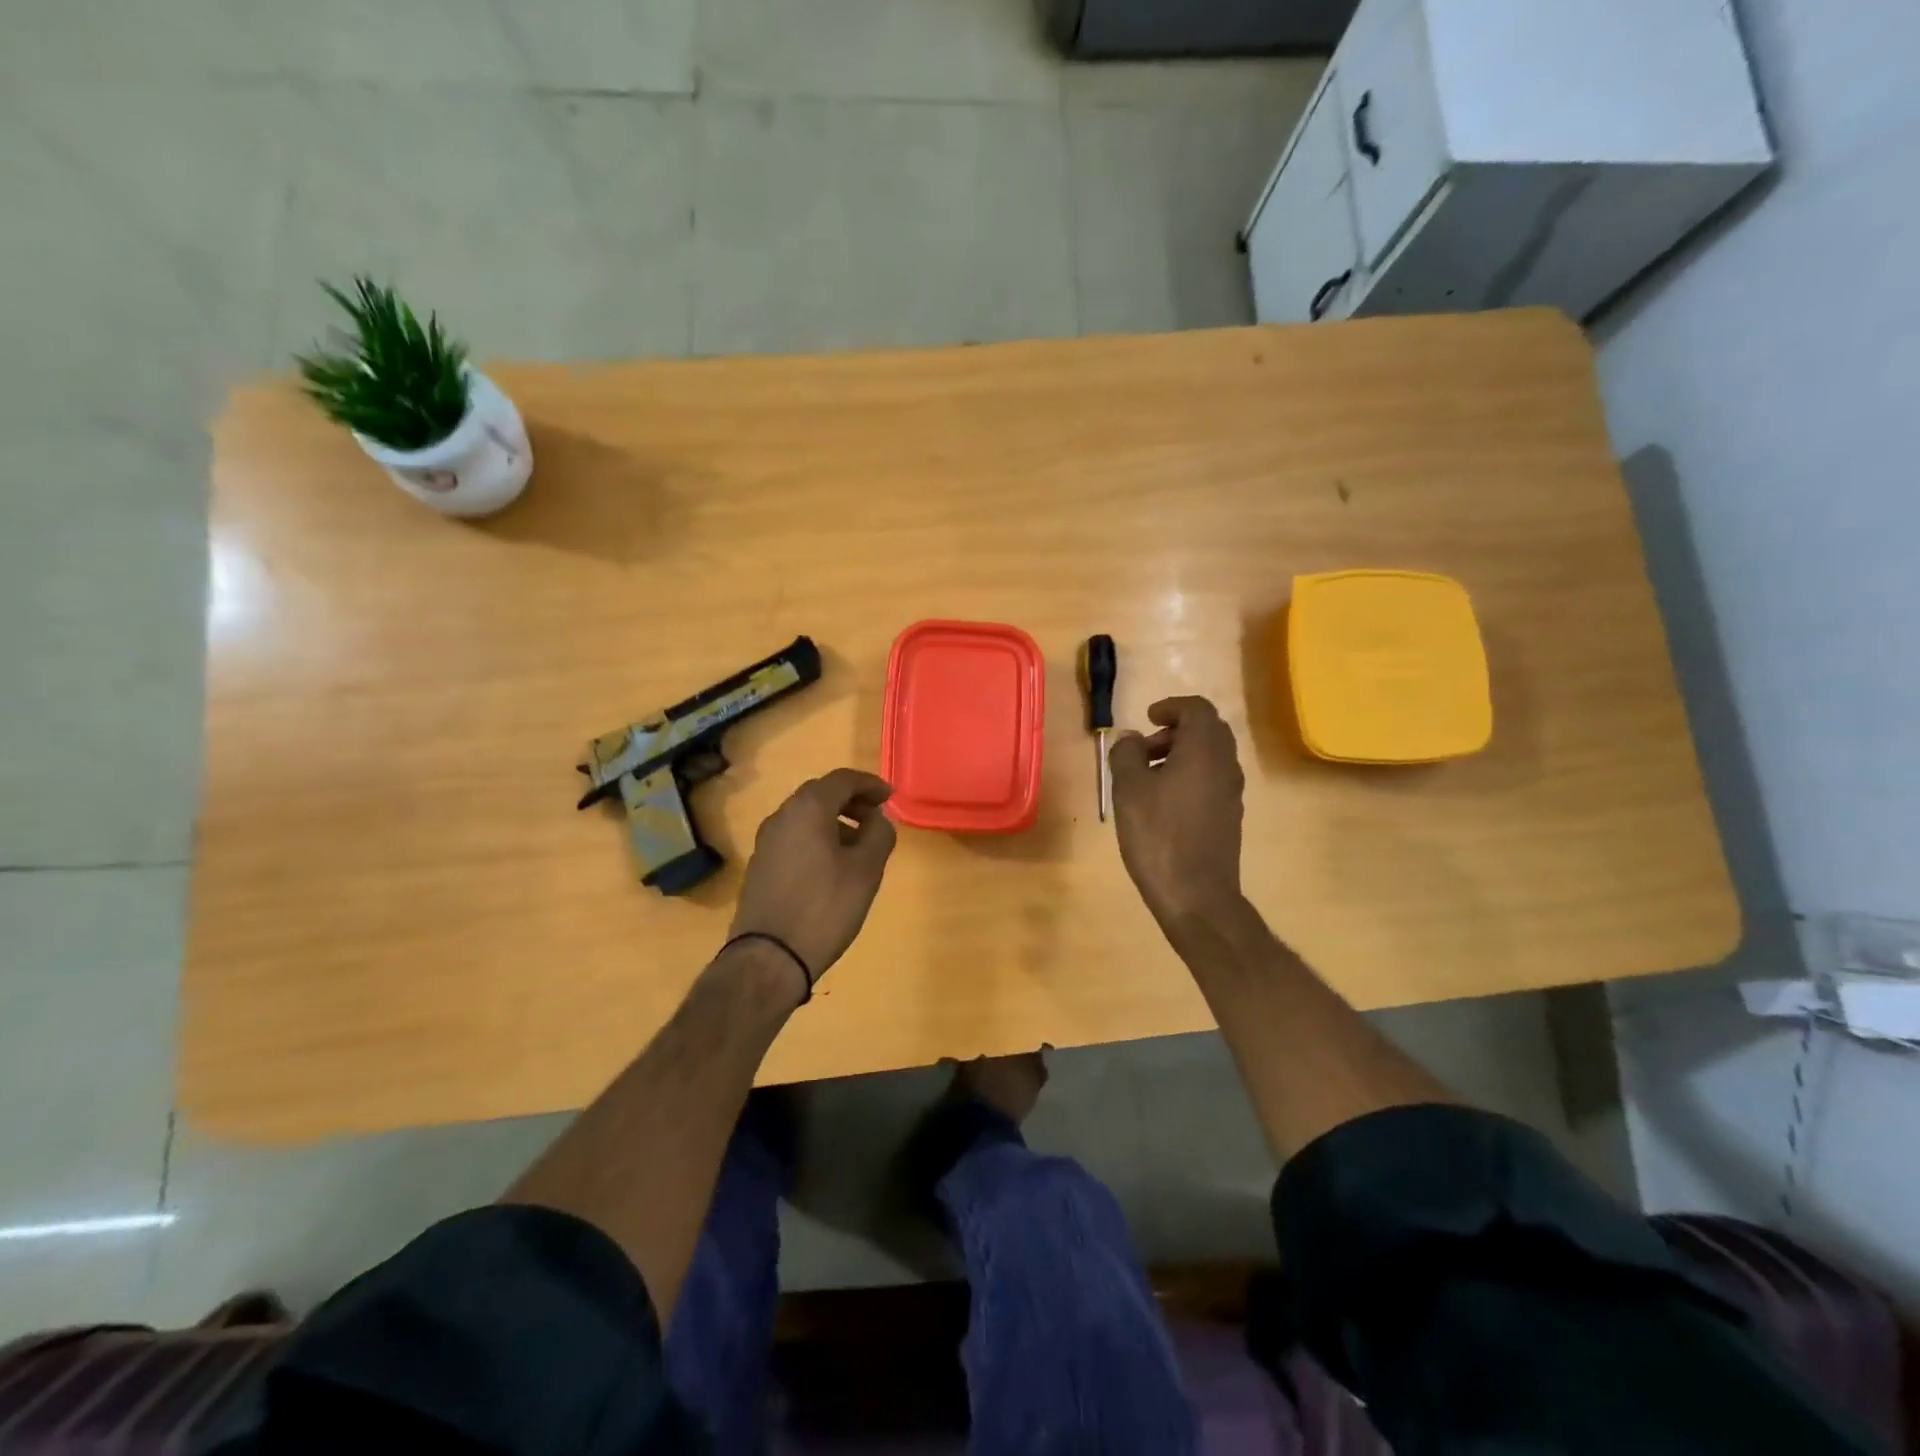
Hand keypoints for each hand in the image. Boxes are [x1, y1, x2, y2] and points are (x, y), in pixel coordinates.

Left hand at [729, 768, 897, 985]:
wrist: (768, 957)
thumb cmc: (825, 907)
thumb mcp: (866, 870)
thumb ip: (879, 834)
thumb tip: (877, 820)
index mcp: (807, 808)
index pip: (842, 779)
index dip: (870, 784)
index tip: (890, 797)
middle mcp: (781, 816)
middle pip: (820, 795)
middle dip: (852, 801)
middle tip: (877, 818)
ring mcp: (765, 842)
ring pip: (805, 818)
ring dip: (835, 822)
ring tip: (859, 847)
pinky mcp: (760, 866)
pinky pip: (794, 839)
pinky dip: (817, 839)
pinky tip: (833, 867)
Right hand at [1108, 696, 1244, 926]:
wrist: (1196, 894)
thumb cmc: (1158, 835)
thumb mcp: (1129, 789)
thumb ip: (1126, 754)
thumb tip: (1130, 739)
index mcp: (1204, 750)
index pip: (1197, 709)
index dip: (1171, 707)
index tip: (1147, 718)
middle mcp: (1225, 765)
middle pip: (1208, 730)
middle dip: (1175, 730)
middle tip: (1144, 748)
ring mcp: (1231, 792)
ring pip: (1210, 756)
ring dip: (1181, 754)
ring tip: (1147, 776)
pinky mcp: (1229, 815)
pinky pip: (1211, 779)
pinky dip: (1189, 775)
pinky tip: (1163, 802)